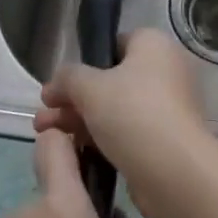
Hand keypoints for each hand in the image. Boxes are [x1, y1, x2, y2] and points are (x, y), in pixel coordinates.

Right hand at [34, 28, 217, 217]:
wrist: (175, 172)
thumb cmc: (133, 114)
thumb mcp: (90, 88)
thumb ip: (68, 78)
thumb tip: (56, 83)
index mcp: (154, 45)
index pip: (113, 45)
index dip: (84, 64)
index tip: (59, 86)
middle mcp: (165, 70)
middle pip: (110, 80)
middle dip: (72, 98)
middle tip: (43, 115)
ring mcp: (167, 106)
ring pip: (115, 108)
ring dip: (80, 119)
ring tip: (44, 134)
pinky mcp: (165, 139)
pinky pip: (127, 131)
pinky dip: (101, 138)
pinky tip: (71, 150)